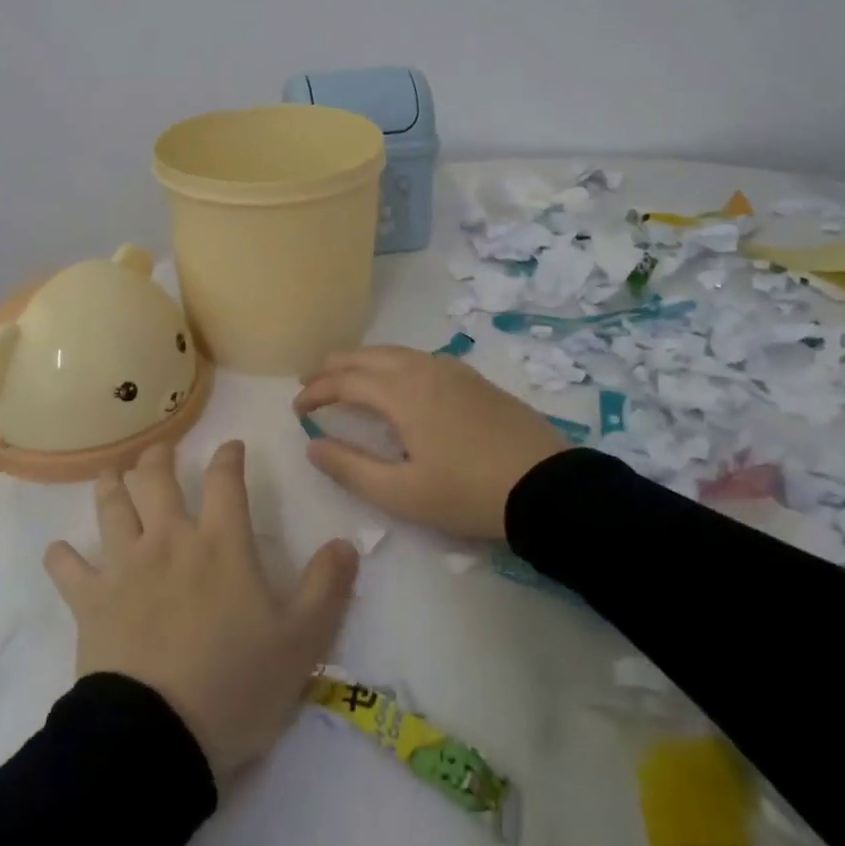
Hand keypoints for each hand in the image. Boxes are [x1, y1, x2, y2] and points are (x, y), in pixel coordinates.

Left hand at [44, 441, 359, 782]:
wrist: (158, 736)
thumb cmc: (236, 684)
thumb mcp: (301, 641)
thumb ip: (327, 587)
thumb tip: (346, 542)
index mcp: (221, 544)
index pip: (226, 481)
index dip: (229, 457)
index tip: (232, 445)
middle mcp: (170, 541)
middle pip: (157, 479)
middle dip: (159, 457)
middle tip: (160, 449)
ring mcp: (125, 567)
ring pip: (112, 508)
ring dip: (111, 485)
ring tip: (112, 472)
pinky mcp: (90, 601)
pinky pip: (68, 569)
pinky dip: (61, 557)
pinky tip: (58, 551)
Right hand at [293, 346, 569, 539]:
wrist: (548, 487)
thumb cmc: (468, 493)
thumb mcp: (401, 493)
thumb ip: (350, 468)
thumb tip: (312, 445)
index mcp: (401, 392)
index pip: (344, 381)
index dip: (315, 392)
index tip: (296, 408)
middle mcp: (423, 369)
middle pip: (367, 355)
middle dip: (333, 366)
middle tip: (310, 380)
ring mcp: (452, 370)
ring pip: (394, 352)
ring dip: (363, 361)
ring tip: (346, 376)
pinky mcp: (473, 379)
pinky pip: (418, 358)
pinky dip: (391, 363)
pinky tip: (395, 381)